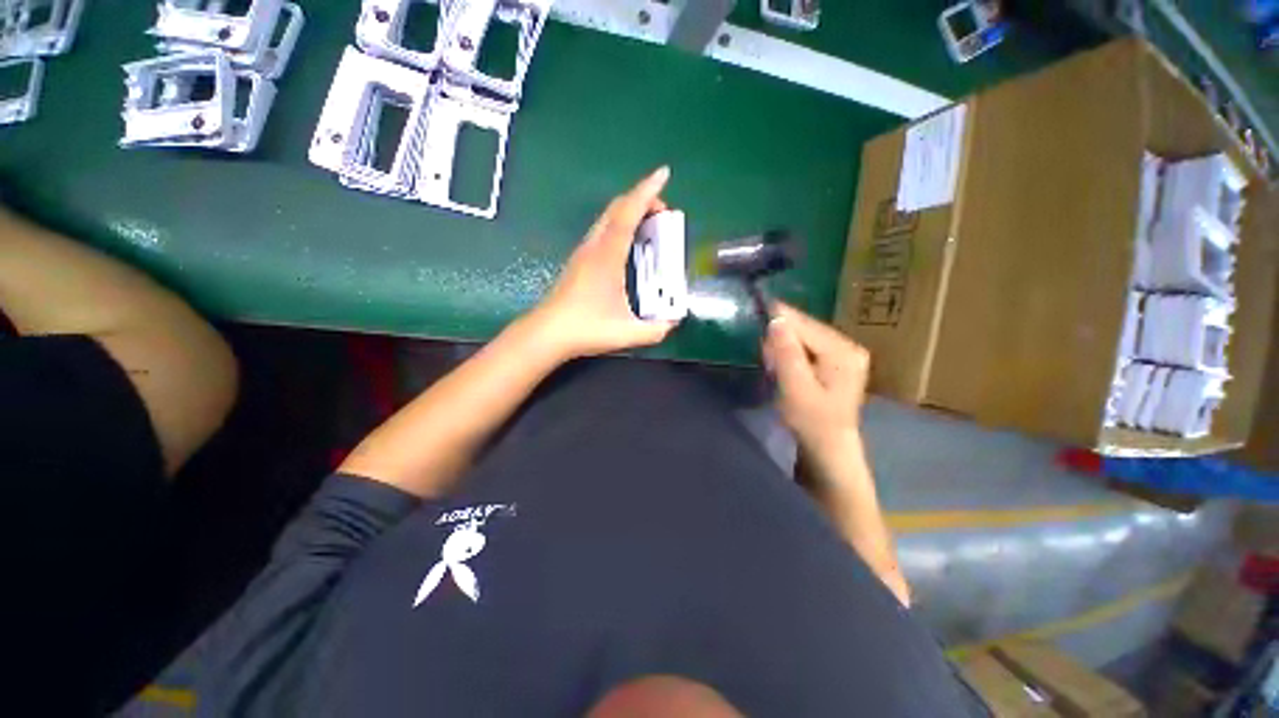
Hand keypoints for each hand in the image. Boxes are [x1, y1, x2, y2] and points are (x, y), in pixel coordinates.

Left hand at [529, 167, 677, 360]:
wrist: (547, 333)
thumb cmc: (585, 329)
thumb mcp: (626, 333)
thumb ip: (655, 329)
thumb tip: (672, 322)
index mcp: (607, 257)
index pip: (628, 214)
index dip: (647, 192)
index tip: (663, 174)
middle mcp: (594, 247)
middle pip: (616, 208)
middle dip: (642, 200)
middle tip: (664, 212)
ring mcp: (584, 252)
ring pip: (608, 217)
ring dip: (630, 211)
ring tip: (651, 224)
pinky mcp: (580, 260)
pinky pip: (603, 230)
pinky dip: (620, 224)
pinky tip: (629, 242)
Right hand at [762, 302, 869, 451]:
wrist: (829, 447)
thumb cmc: (811, 421)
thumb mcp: (795, 388)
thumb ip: (786, 353)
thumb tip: (777, 320)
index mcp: (842, 351)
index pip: (805, 324)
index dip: (779, 318)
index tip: (756, 313)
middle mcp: (848, 346)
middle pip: (806, 329)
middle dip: (781, 336)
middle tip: (763, 353)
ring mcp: (845, 354)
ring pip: (805, 337)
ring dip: (785, 346)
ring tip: (772, 363)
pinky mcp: (837, 362)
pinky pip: (809, 347)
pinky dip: (792, 353)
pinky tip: (783, 365)